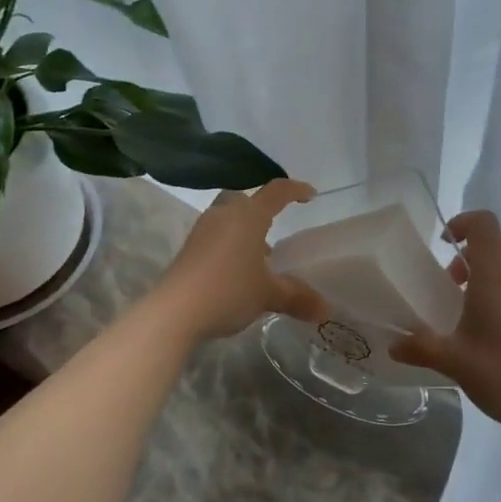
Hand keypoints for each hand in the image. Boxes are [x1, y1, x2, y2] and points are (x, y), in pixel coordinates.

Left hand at [154, 179, 326, 340]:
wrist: (175, 311)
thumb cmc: (228, 290)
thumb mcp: (268, 294)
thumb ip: (298, 297)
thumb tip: (325, 309)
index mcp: (248, 216)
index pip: (276, 192)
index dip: (295, 190)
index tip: (310, 194)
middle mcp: (224, 214)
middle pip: (246, 199)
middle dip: (262, 208)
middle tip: (276, 225)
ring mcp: (203, 230)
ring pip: (229, 217)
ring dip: (245, 228)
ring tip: (260, 255)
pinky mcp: (189, 248)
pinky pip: (216, 234)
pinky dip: (231, 243)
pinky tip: (238, 269)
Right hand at [390, 210, 500, 443]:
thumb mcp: (453, 362)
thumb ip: (420, 347)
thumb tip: (393, 345)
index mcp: (497, 275)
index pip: (484, 223)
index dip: (463, 223)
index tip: (446, 245)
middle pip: (499, 246)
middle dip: (473, 257)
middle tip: (454, 286)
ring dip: (495, 279)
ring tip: (479, 315)